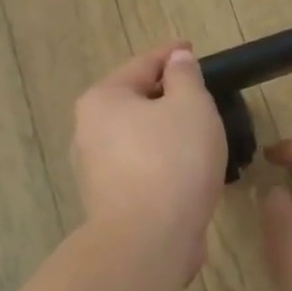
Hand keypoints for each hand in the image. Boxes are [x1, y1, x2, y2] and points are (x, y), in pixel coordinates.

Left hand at [71, 44, 225, 269]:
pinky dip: (163, 160)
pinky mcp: (109, 199)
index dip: (172, 54)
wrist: (148, 241)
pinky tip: (188, 167)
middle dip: (168, 95)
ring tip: (201, 132)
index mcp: (103, 99)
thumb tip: (176, 60)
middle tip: (202, 94)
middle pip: (136, 100)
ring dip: (166, 131)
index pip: (143, 64)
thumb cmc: (172, 161)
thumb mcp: (191, 106)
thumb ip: (185, 76)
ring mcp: (95, 168)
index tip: (193, 49)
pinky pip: (141, 166)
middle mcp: (89, 130)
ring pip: (139, 136)